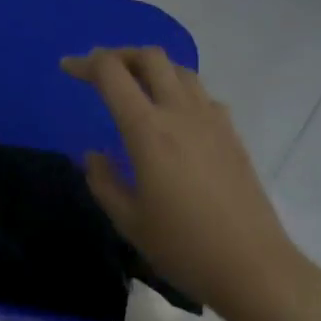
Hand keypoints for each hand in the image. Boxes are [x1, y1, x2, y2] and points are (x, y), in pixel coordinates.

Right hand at [64, 47, 302, 319]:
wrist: (253, 267)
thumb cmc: (183, 247)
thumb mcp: (129, 221)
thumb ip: (103, 181)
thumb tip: (94, 154)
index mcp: (148, 131)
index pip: (112, 74)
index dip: (86, 64)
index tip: (67, 67)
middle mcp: (180, 113)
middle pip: (150, 57)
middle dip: (119, 54)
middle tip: (98, 70)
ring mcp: (212, 120)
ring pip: (179, 69)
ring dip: (150, 67)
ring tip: (133, 85)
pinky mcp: (232, 133)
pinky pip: (201, 93)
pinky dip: (178, 88)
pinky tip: (172, 114)